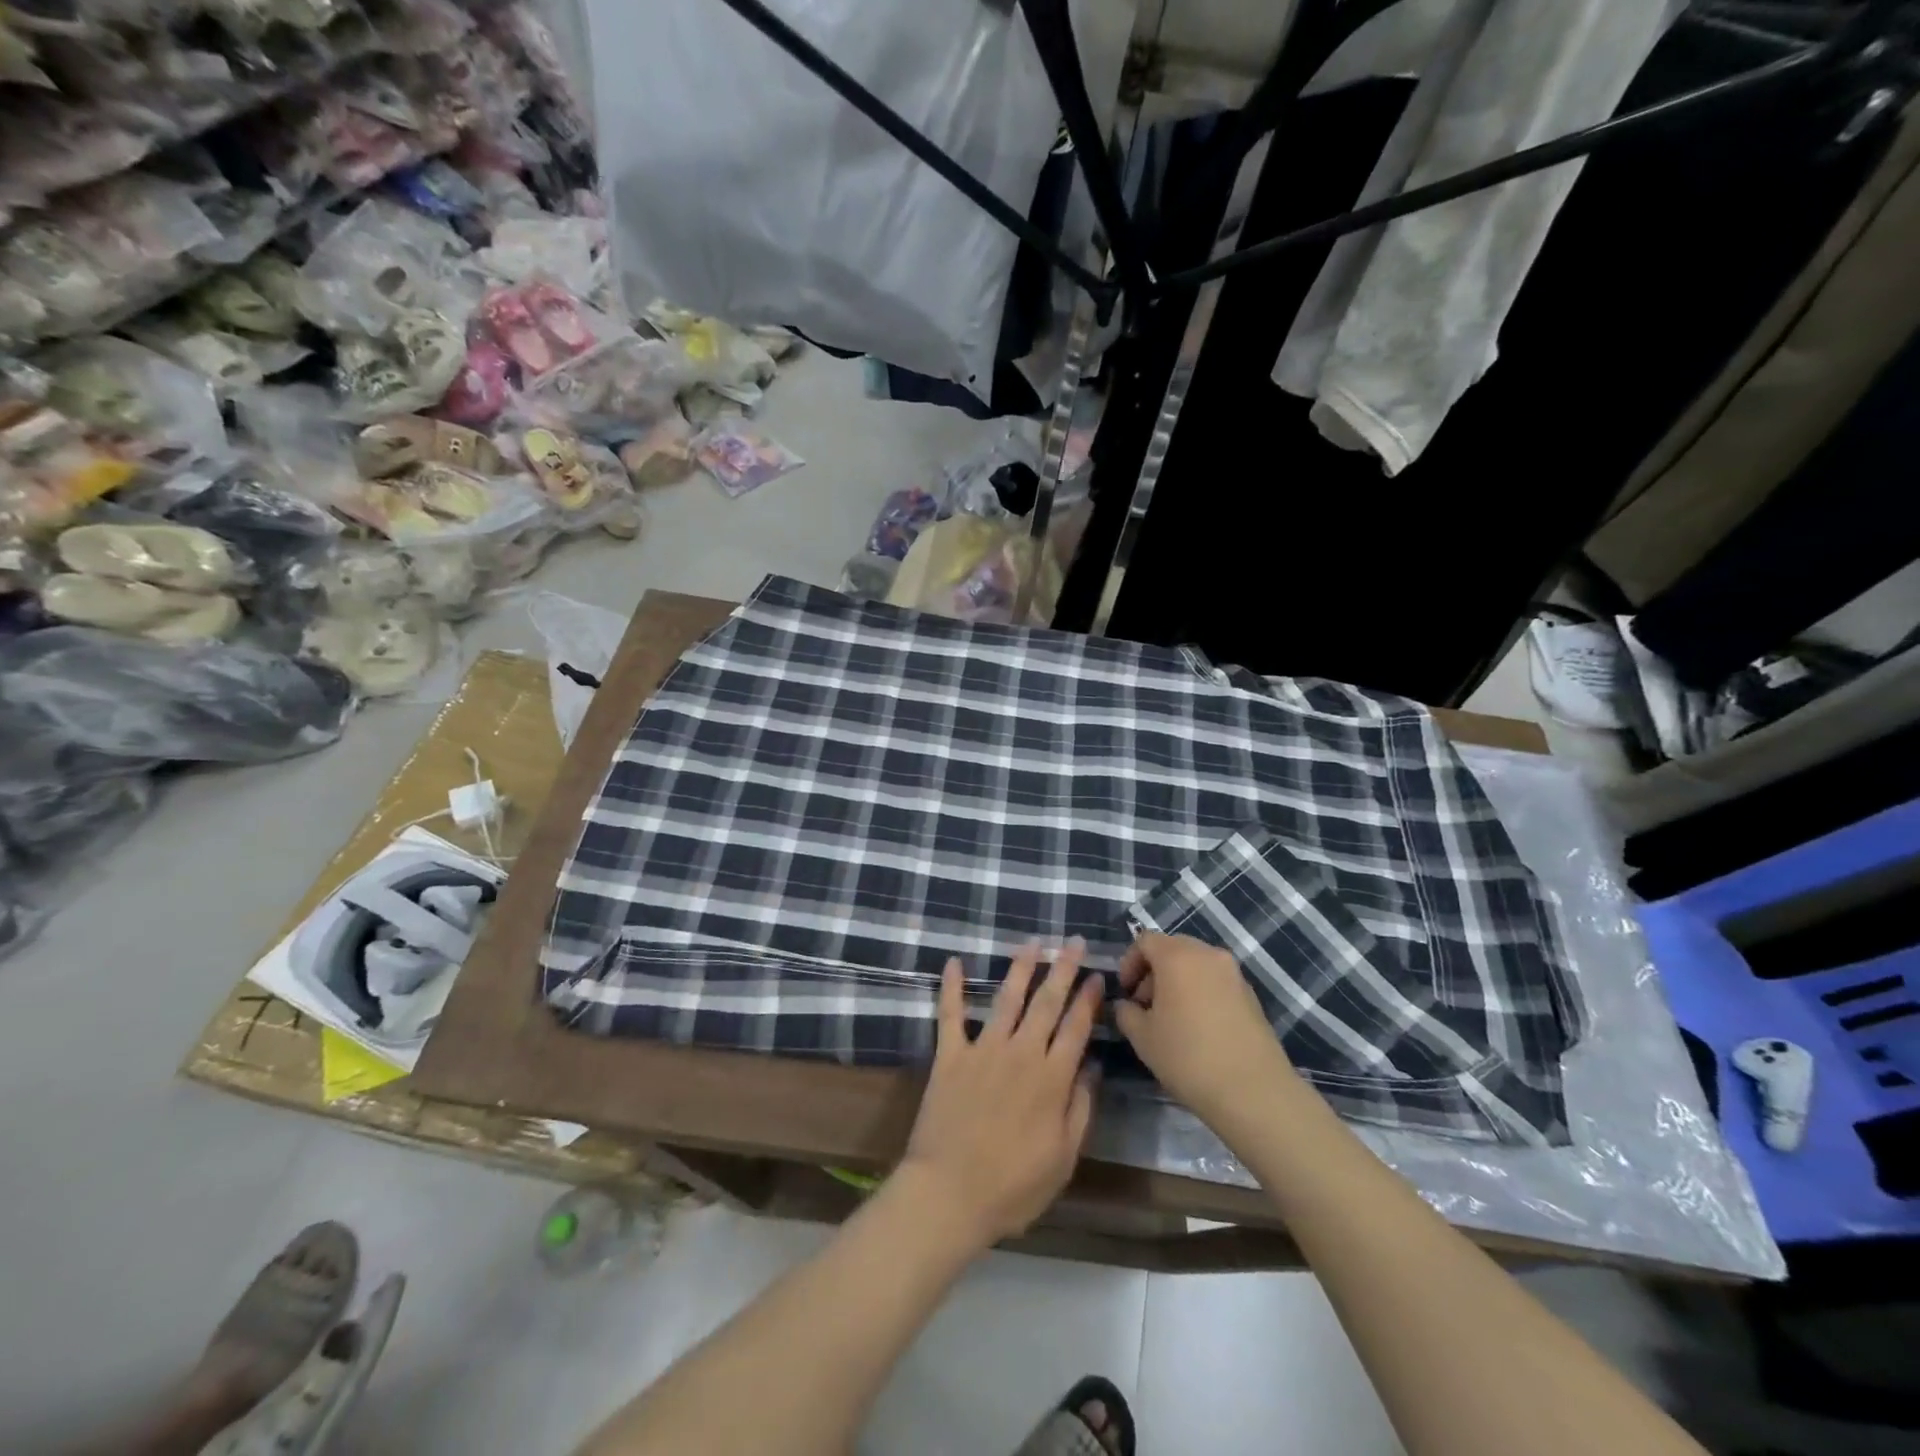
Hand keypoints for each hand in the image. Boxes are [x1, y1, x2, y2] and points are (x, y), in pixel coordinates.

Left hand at [898, 942, 1101, 1248]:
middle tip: (1072, 941)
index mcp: (1052, 1078)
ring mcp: (984, 1050)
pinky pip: (950, 1015)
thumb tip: (1093, 1067)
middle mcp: (1021, 1053)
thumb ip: (1080, 1108)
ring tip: (1032, 942)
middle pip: (1046, 1003)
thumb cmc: (1013, 1186)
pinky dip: (951, 987)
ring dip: (1021, 968)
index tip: (1096, 974)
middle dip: (1062, 969)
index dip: (1088, 999)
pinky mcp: (951, 1055)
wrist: (950, 1193)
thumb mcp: (1063, 1158)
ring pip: (1006, 998)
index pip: (1076, 1027)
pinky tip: (952, 962)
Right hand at [1114, 933, 1296, 1128]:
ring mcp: (1234, 973)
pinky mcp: (1251, 995)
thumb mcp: (1142, 1037)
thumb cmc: (1188, 1057)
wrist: (1253, 1091)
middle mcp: (1208, 954)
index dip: (1129, 962)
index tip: (1126, 993)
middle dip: (1153, 971)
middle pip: (1172, 948)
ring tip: (1172, 1019)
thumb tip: (1128, 1005)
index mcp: (1178, 956)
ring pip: (1196, 965)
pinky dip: (1201, 992)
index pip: (1145, 941)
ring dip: (1178, 981)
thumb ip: (1126, 1012)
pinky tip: (1199, 1028)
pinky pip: (1216, 982)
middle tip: (1145, 1004)